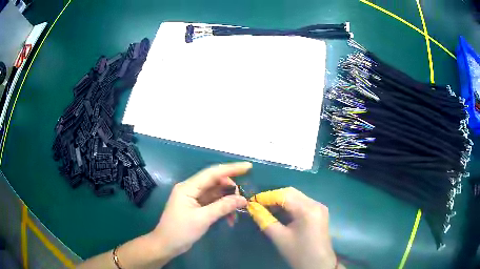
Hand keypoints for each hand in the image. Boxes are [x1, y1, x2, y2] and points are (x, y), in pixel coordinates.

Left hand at [150, 162, 250, 258]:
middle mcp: (191, 189)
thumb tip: (242, 199)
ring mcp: (194, 198)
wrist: (166, 245)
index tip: (248, 167)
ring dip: (228, 201)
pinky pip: (213, 203)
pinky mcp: (196, 207)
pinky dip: (223, 208)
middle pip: (215, 182)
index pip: (213, 173)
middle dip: (231, 189)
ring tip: (238, 212)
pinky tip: (230, 218)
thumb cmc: (180, 231)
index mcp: (188, 187)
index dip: (231, 168)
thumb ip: (222, 207)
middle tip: (243, 200)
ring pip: (216, 193)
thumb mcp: (202, 219)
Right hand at [247, 187, 339, 268]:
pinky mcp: (319, 213)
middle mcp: (315, 203)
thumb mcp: (279, 237)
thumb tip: (252, 207)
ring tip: (266, 209)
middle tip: (258, 205)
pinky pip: (302, 203)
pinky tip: (280, 213)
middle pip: (291, 193)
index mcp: (307, 209)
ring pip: (296, 197)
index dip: (266, 196)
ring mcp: (319, 207)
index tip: (251, 201)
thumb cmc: (299, 253)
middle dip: (273, 197)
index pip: (284, 195)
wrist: (318, 264)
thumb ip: (264, 220)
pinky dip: (289, 206)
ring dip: (281, 201)